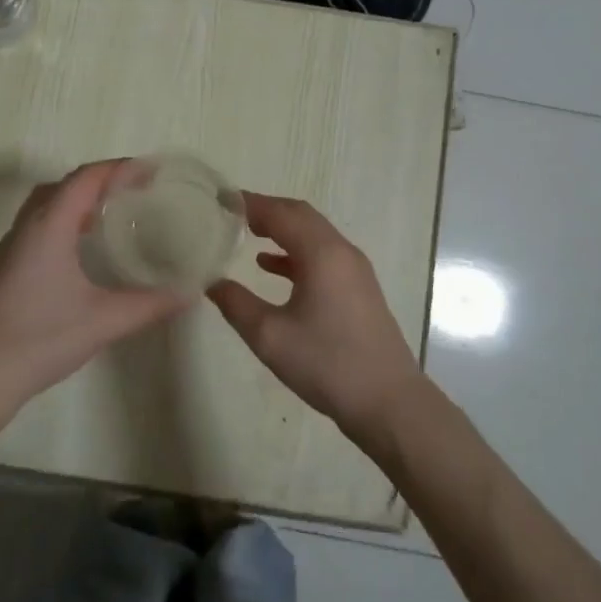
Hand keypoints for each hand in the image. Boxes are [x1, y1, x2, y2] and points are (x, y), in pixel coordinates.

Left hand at [0, 162, 187, 460]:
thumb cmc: (40, 340)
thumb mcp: (103, 321)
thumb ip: (150, 304)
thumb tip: (190, 292)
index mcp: (50, 227)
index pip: (86, 178)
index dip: (120, 168)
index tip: (152, 170)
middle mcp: (28, 226)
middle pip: (66, 184)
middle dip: (102, 178)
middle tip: (137, 188)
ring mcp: (13, 246)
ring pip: (48, 202)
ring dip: (81, 197)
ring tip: (115, 209)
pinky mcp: (7, 265)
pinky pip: (40, 222)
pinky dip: (66, 217)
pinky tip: (83, 245)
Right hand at [207, 193, 423, 442]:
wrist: (388, 402)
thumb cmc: (327, 364)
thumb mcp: (270, 336)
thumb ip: (236, 304)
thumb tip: (212, 283)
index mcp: (321, 254)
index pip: (281, 213)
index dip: (250, 204)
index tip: (221, 200)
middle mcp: (342, 252)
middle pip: (301, 216)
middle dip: (267, 210)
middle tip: (232, 212)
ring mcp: (355, 270)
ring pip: (313, 234)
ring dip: (282, 229)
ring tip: (247, 233)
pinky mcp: (359, 289)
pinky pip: (322, 255)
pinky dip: (295, 252)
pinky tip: (270, 266)